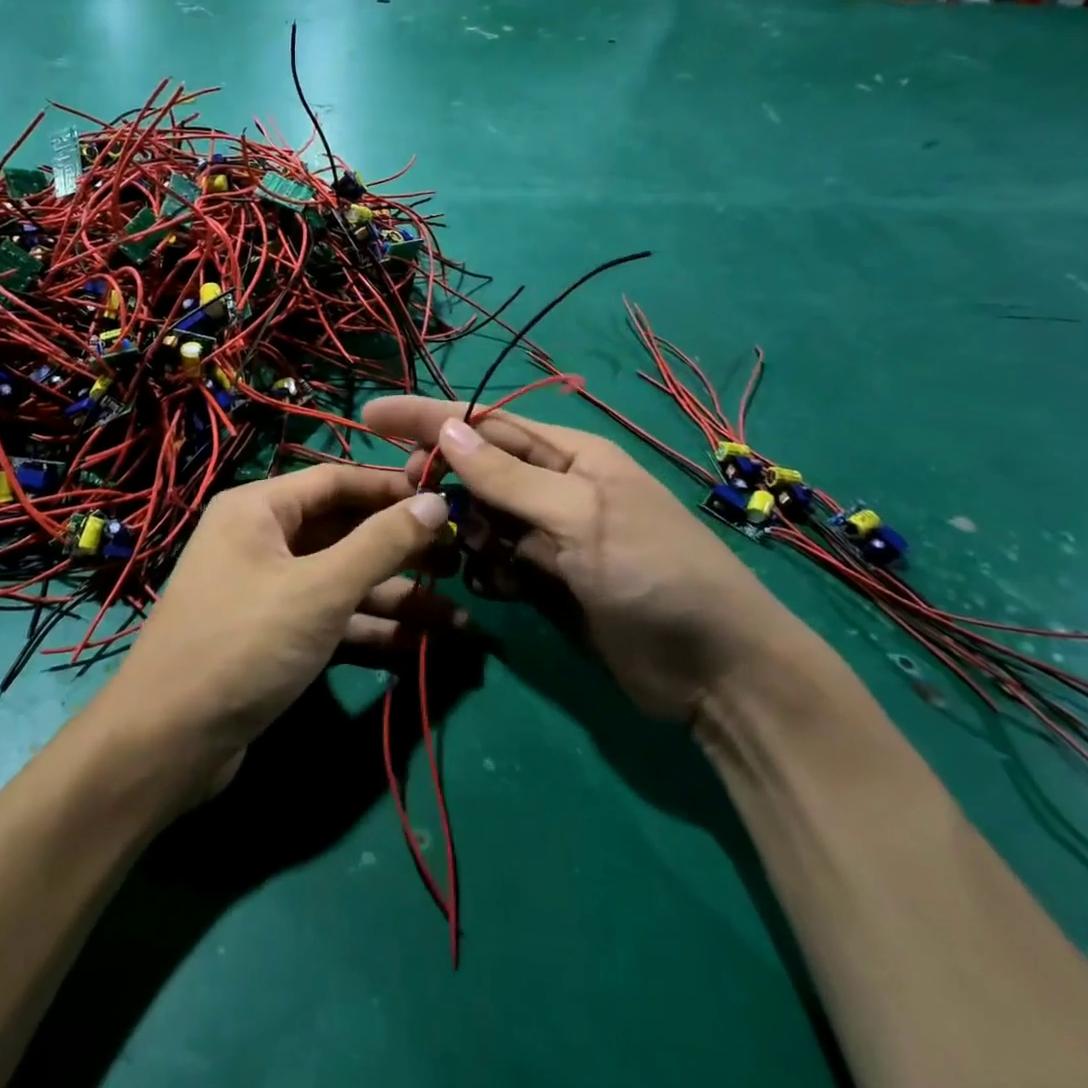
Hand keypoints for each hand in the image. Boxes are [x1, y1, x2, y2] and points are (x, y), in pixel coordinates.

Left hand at [108, 465, 454, 780]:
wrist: (168, 743)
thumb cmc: (244, 644)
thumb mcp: (320, 589)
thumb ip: (382, 543)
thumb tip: (436, 500)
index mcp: (260, 509)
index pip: (337, 481)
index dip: (393, 489)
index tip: (448, 500)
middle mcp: (263, 541)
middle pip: (345, 531)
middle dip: (402, 549)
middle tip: (462, 561)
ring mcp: (270, 591)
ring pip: (344, 580)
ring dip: (398, 596)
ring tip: (461, 615)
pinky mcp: (277, 636)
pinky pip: (334, 618)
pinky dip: (373, 628)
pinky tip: (423, 644)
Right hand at [361, 396, 811, 721]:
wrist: (716, 672)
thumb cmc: (655, 574)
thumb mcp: (582, 517)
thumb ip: (509, 478)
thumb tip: (446, 430)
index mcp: (571, 456)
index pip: (486, 424)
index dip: (427, 418)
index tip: (371, 415)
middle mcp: (556, 489)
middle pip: (478, 470)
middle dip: (440, 480)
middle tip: (403, 497)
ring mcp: (550, 537)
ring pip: (481, 519)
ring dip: (461, 531)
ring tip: (456, 551)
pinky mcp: (547, 582)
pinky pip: (495, 563)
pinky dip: (483, 571)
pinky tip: (493, 588)